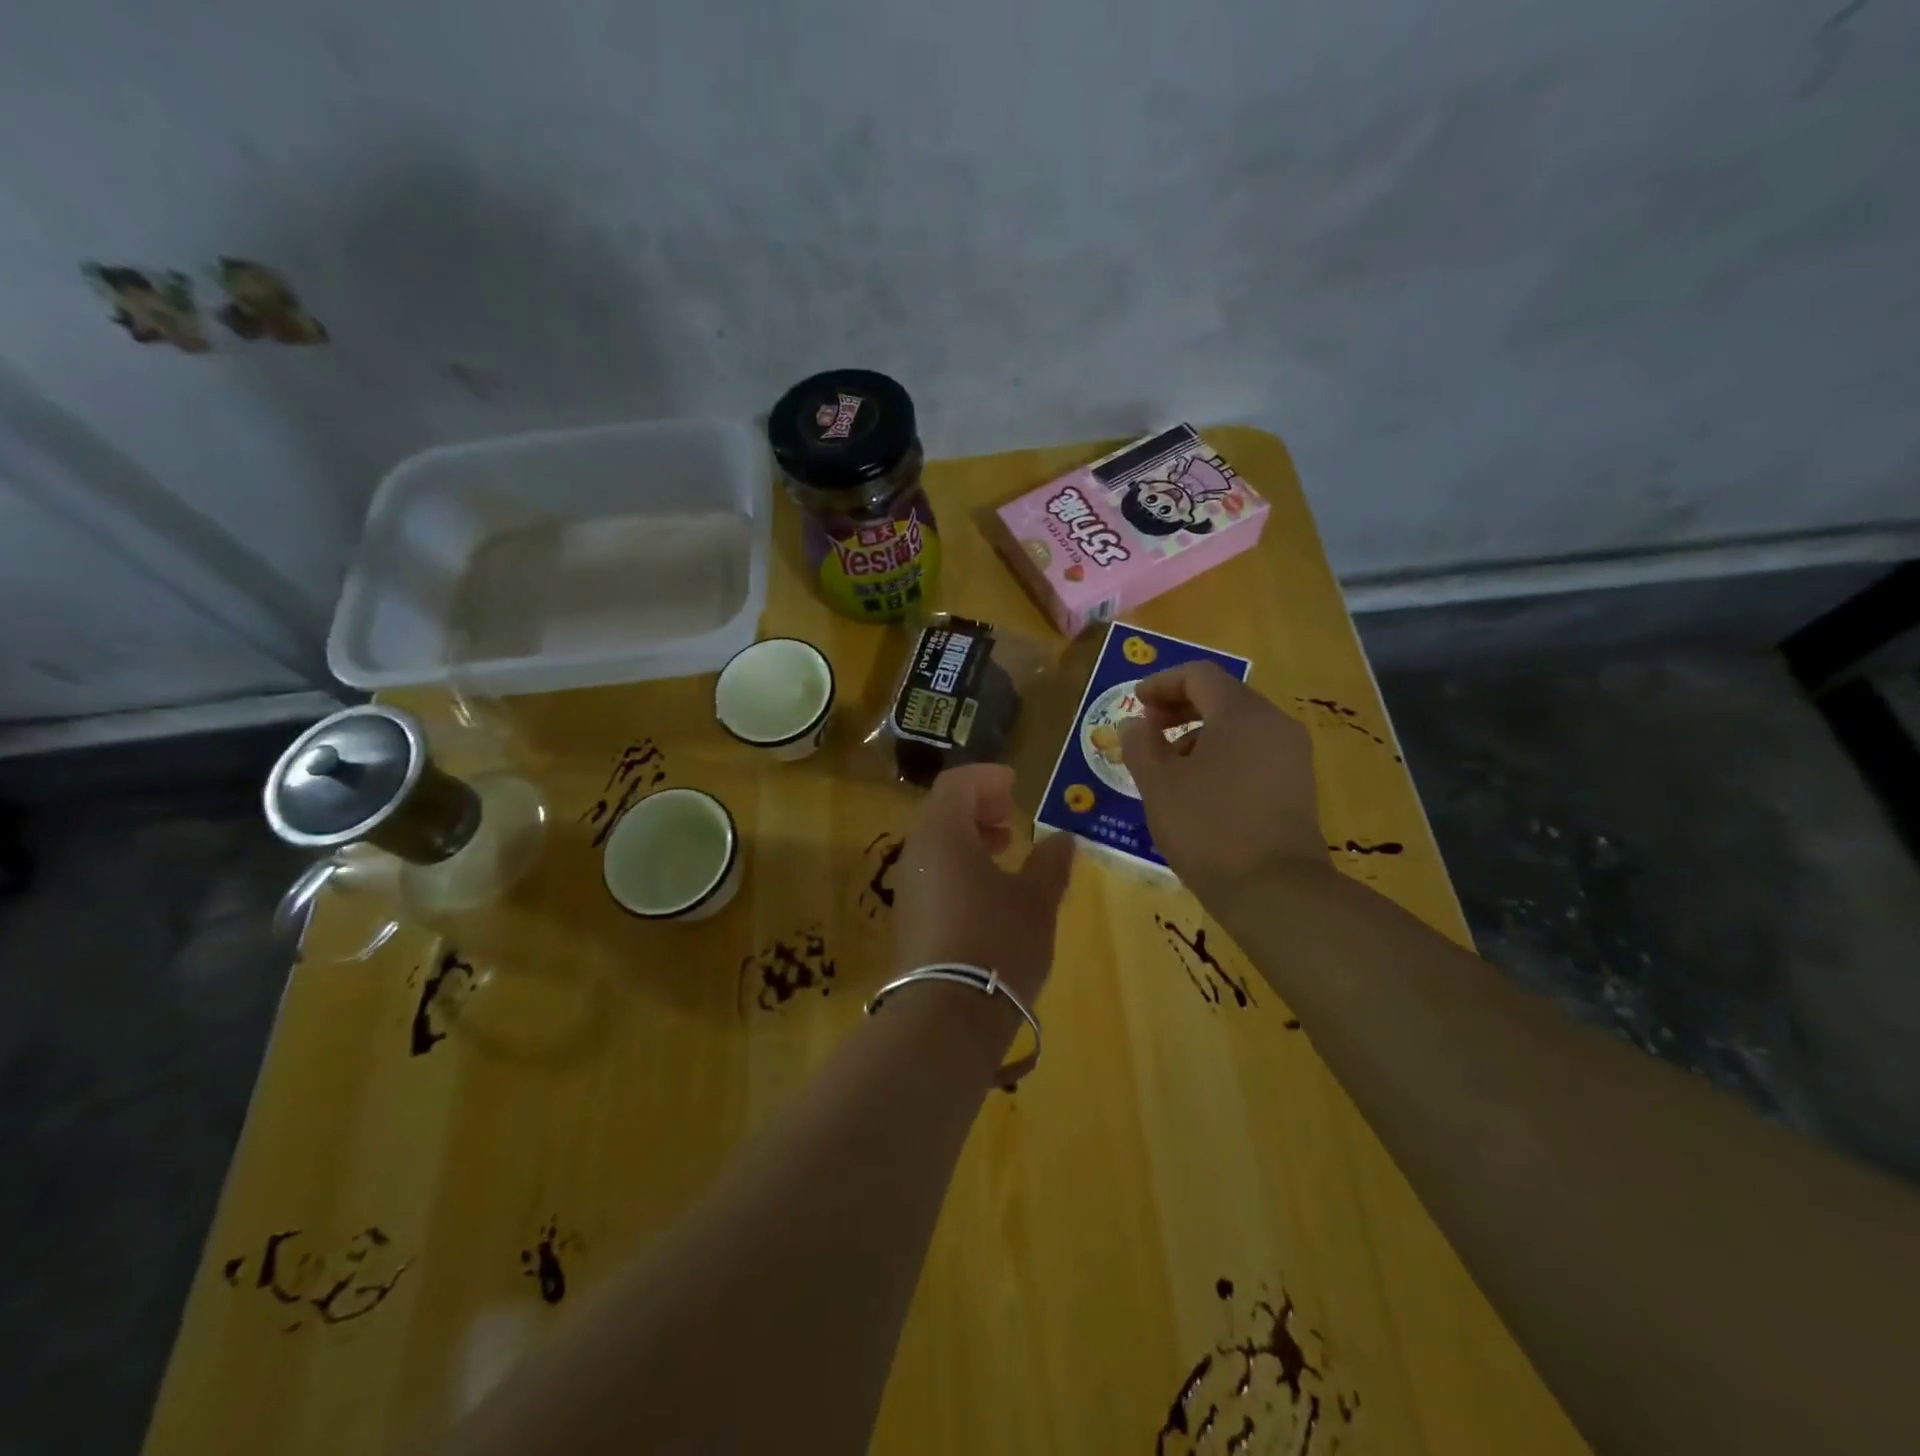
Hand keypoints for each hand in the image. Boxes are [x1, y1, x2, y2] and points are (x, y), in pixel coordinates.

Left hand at [892, 764, 1075, 1008]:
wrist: (948, 1014)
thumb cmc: (997, 941)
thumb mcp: (1037, 899)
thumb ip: (1051, 862)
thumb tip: (1063, 838)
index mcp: (943, 833)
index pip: (956, 783)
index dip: (986, 777)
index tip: (1015, 784)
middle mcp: (917, 852)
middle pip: (942, 811)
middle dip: (978, 807)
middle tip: (1011, 818)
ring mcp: (908, 887)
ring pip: (936, 844)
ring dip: (970, 838)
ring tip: (1006, 851)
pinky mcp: (908, 919)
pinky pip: (932, 873)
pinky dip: (959, 866)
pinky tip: (988, 892)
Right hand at [1118, 662, 1328, 905]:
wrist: (1275, 890)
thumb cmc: (1208, 828)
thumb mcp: (1158, 785)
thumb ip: (1140, 745)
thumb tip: (1134, 724)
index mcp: (1240, 713)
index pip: (1199, 675)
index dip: (1162, 683)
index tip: (1136, 703)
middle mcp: (1274, 723)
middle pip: (1222, 696)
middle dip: (1180, 708)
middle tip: (1148, 730)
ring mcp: (1291, 754)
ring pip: (1239, 726)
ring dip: (1199, 734)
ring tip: (1169, 767)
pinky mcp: (1297, 784)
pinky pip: (1254, 751)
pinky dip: (1222, 755)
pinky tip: (1200, 789)